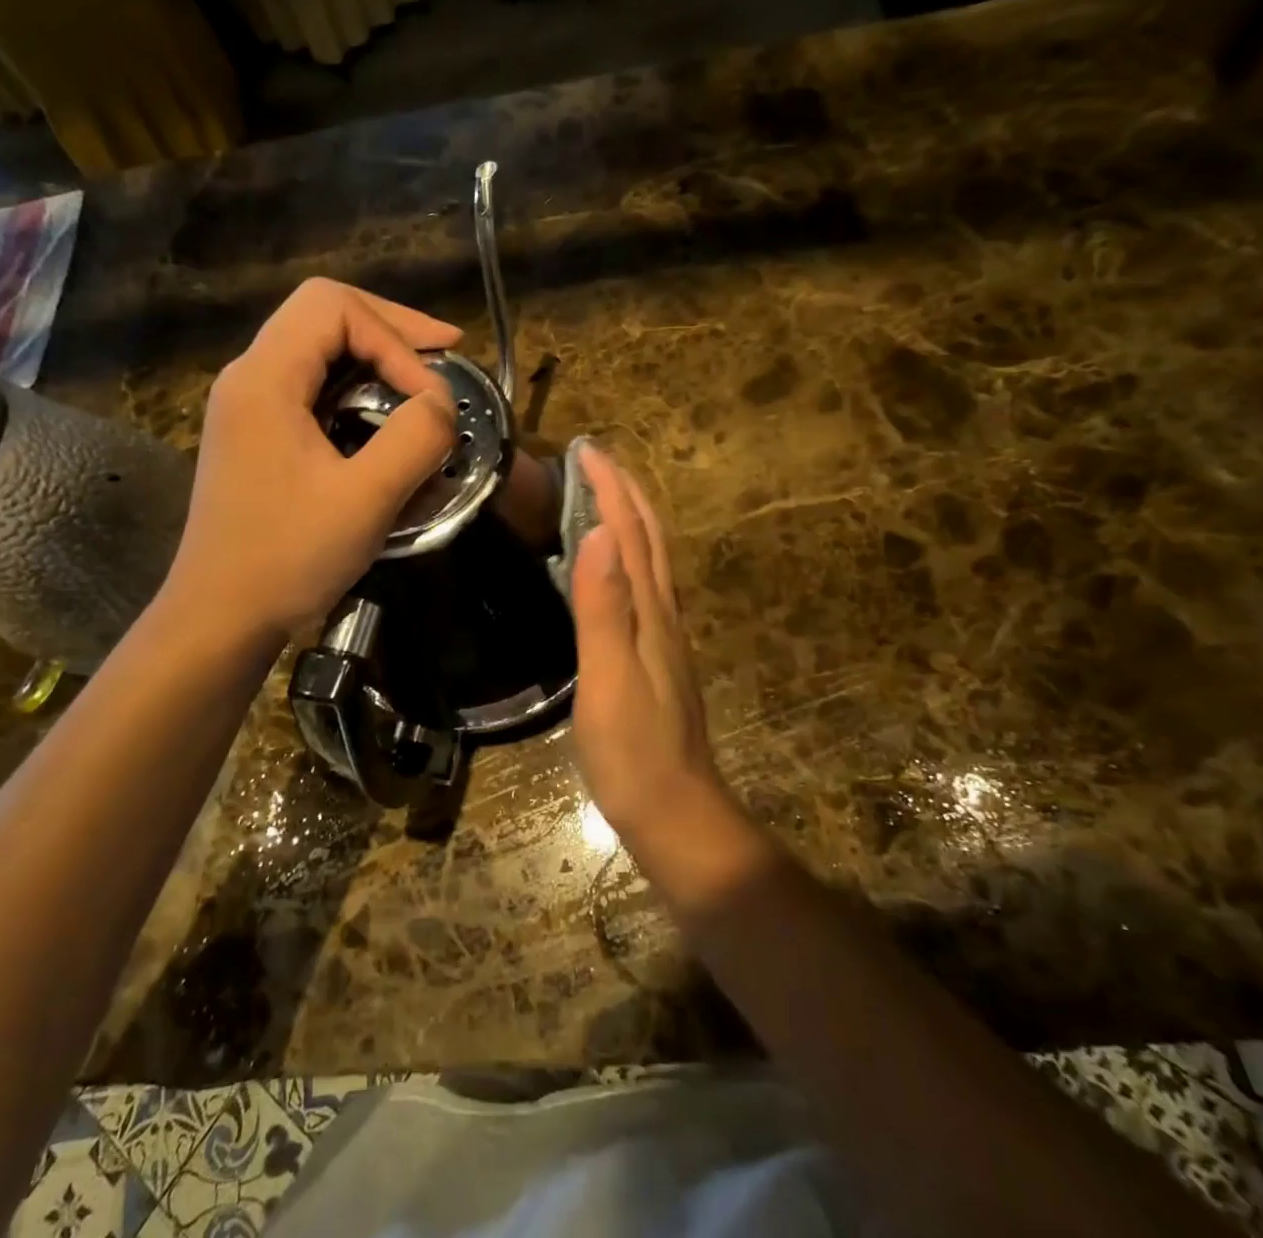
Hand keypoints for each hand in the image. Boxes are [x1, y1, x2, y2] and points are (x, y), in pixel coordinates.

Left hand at [166, 279, 458, 641]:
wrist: (219, 616)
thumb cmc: (287, 557)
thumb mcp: (365, 499)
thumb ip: (414, 438)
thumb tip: (441, 402)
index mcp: (264, 378)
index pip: (334, 307)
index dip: (395, 336)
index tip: (431, 393)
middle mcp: (249, 377)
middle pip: (323, 314)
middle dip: (391, 328)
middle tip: (446, 352)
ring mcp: (249, 406)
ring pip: (317, 348)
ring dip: (376, 356)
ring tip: (424, 380)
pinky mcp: (257, 435)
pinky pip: (312, 386)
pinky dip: (357, 387)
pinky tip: (385, 416)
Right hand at [568, 446, 731, 853]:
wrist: (676, 813)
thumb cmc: (634, 751)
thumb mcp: (611, 678)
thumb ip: (604, 607)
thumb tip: (598, 533)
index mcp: (652, 611)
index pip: (632, 531)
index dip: (611, 487)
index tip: (587, 449)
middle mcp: (664, 614)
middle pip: (650, 537)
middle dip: (625, 491)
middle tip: (594, 459)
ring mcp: (664, 636)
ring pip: (650, 560)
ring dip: (629, 519)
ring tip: (599, 496)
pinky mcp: (655, 658)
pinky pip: (643, 587)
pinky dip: (627, 556)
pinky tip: (610, 567)